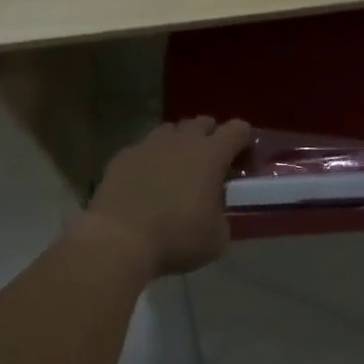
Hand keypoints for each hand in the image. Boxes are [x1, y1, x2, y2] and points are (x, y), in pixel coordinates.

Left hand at [87, 117, 251, 277]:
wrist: (118, 240)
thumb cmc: (176, 237)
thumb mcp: (216, 238)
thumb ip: (222, 217)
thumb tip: (216, 214)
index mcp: (211, 154)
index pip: (238, 129)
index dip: (245, 140)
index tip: (245, 158)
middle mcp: (182, 140)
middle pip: (203, 122)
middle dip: (211, 137)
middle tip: (210, 164)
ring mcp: (149, 144)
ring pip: (170, 131)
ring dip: (179, 144)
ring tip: (176, 169)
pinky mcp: (123, 156)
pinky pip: (143, 149)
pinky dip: (149, 161)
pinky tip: (145, 183)